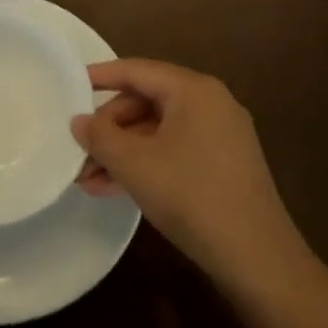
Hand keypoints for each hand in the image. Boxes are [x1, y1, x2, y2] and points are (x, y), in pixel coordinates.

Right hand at [72, 59, 308, 291]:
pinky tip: (115, 189)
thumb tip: (79, 122)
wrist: (256, 257)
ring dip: (122, 152)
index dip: (101, 76)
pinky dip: (145, 163)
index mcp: (193, 90)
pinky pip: (174, 150)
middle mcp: (211, 103)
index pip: (137, 71)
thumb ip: (100, 136)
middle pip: (146, 102)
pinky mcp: (224, 164)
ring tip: (87, 179)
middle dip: (109, 128)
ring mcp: (221, 135)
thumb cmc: (190, 195)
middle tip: (79, 151)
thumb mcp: (134, 164)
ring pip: (157, 131)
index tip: (70, 84)